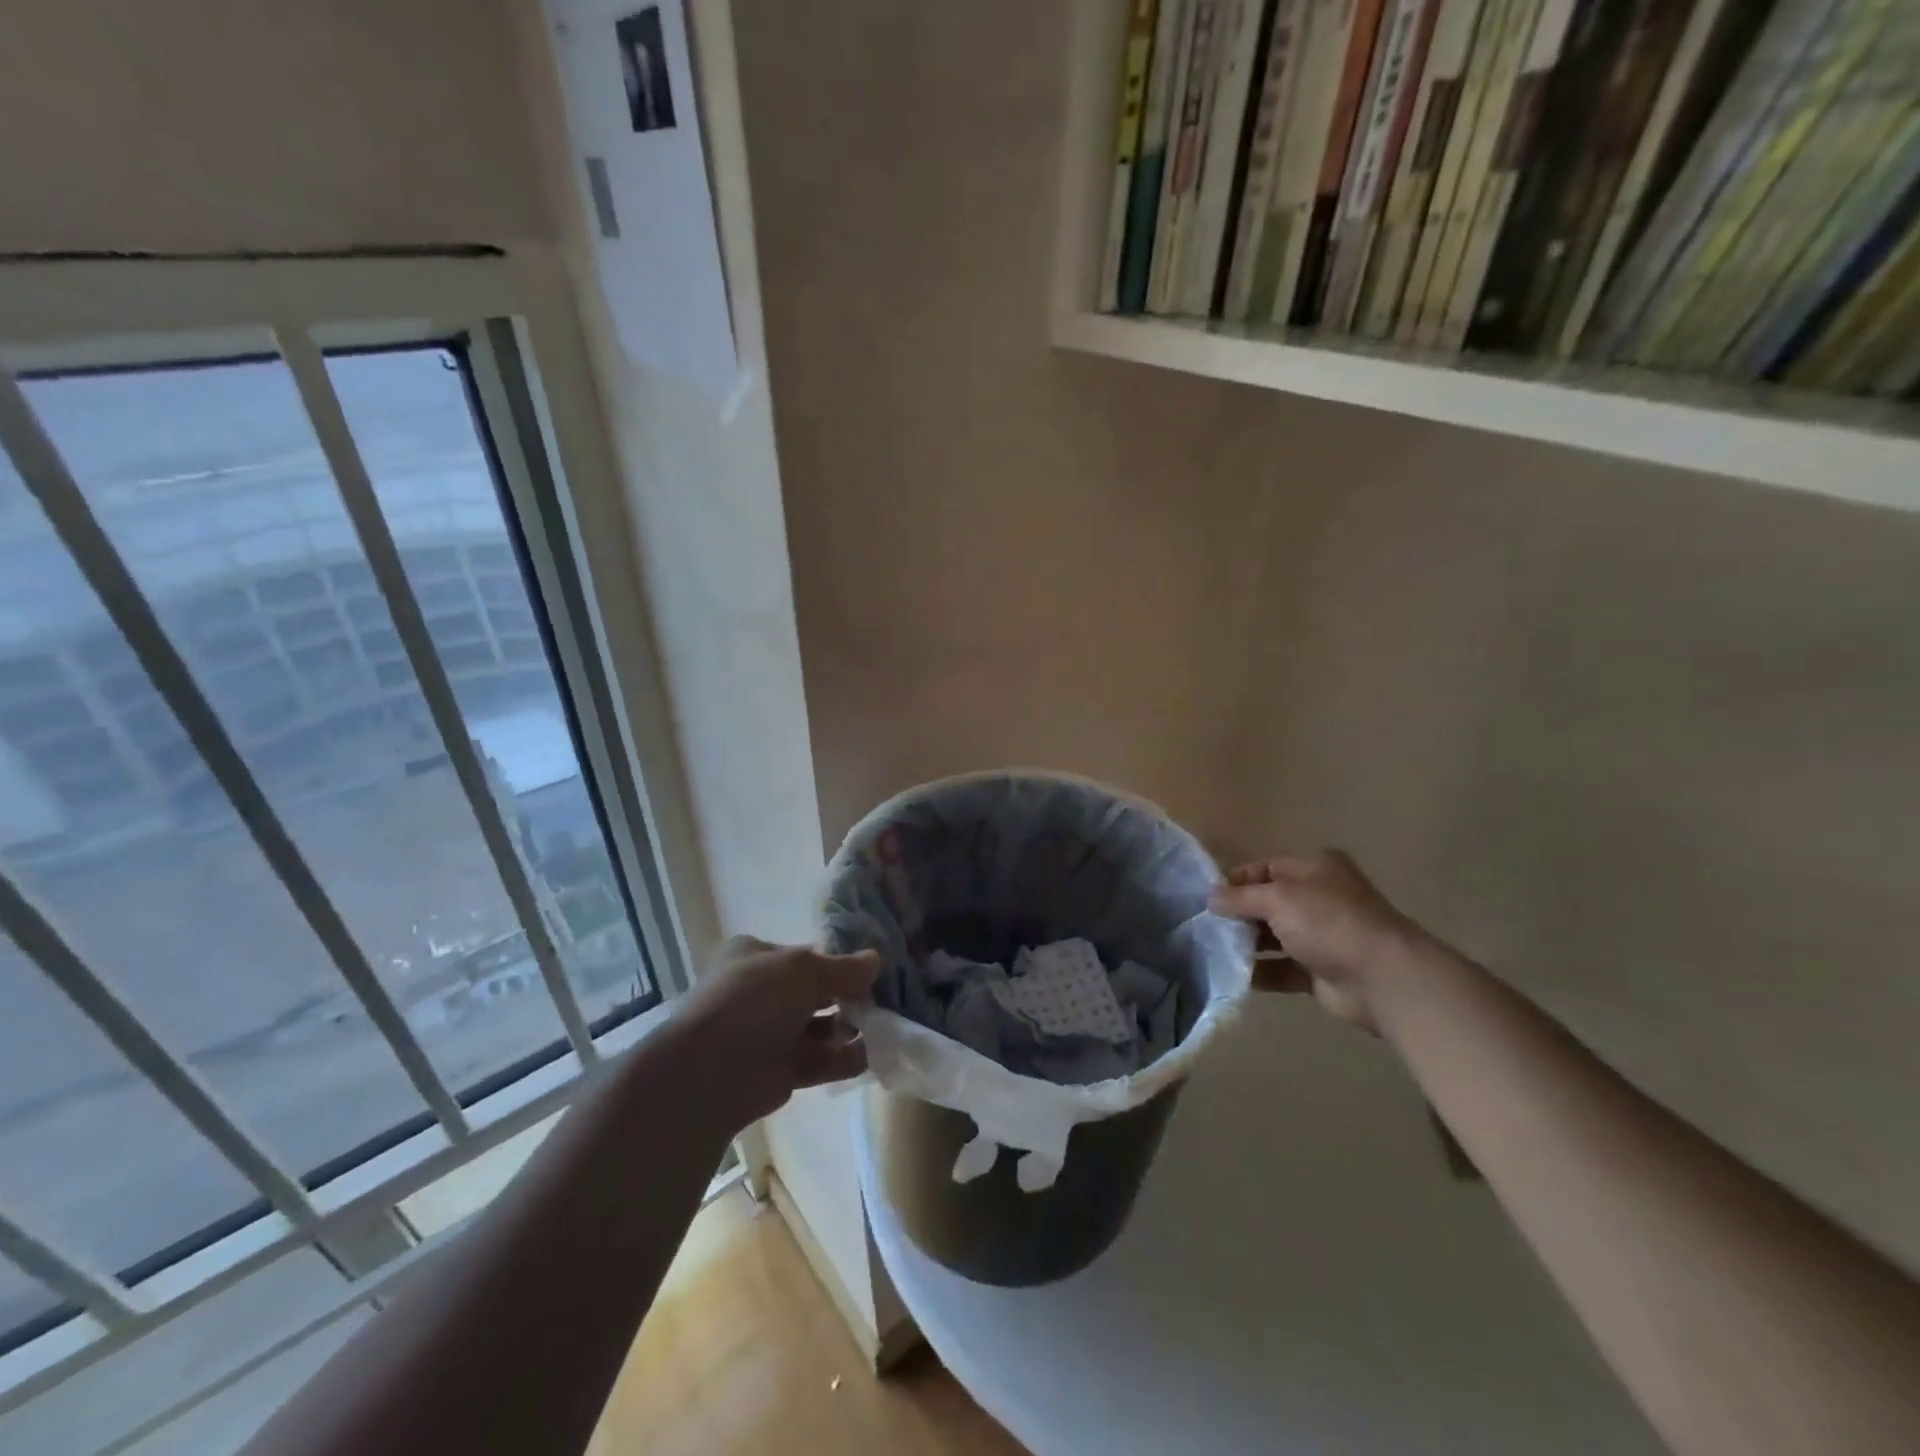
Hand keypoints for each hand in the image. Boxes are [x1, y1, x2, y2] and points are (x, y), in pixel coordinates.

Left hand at [673, 936, 879, 1128]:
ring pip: (819, 1026)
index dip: (838, 960)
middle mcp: (760, 992)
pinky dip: (844, 1058)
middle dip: (848, 997)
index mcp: (755, 956)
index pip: (804, 954)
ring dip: (850, 1028)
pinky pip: (819, 1060)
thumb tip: (876, 960)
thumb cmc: (754, 1001)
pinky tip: (872, 1054)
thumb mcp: (804, 970)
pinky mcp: (778, 1070)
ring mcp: (768, 1033)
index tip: (871, 969)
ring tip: (883, 1027)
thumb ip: (844, 968)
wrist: (710, 1072)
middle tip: (883, 999)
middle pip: (814, 992)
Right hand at [1209, 851, 1420, 1034]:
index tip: (1204, 897)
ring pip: (1273, 937)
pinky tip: (1233, 975)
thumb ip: (1240, 897)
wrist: (1382, 978)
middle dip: (1237, 914)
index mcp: (1314, 869)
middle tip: (1204, 926)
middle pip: (1267, 903)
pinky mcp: (1320, 972)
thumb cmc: (1328, 922)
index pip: (1265, 868)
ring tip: (1211, 951)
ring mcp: (1321, 936)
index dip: (1234, 880)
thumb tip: (1210, 898)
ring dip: (1246, 944)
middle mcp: (1318, 898)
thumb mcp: (1278, 898)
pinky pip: (1281, 969)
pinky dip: (1259, 972)